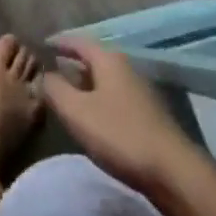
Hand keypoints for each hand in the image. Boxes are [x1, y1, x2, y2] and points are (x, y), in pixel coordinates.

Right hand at [43, 36, 202, 198]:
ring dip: (85, 86)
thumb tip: (44, 75)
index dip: (58, 43)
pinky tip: (91, 121)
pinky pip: (115, 100)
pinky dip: (98, 103)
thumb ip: (55, 89)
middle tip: (49, 73)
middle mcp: (126, 69)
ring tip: (65, 97)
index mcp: (108, 60)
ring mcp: (140, 94)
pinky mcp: (148, 118)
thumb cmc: (120, 135)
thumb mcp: (76, 111)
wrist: (174, 173)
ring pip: (105, 82)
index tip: (40, 46)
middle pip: (93, 60)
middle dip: (71, 65)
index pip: (78, 41)